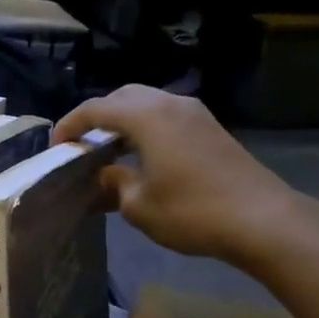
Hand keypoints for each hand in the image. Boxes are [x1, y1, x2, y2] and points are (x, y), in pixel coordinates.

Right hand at [52, 86, 305, 263]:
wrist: (262, 220)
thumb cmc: (192, 211)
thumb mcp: (138, 205)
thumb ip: (114, 183)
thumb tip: (106, 174)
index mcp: (147, 116)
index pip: (96, 109)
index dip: (70, 125)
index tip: (56, 147)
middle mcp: (171, 104)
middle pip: (123, 97)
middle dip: (98, 117)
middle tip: (82, 145)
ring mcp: (196, 114)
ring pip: (148, 104)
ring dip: (124, 122)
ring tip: (108, 152)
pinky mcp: (211, 129)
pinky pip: (167, 117)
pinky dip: (146, 129)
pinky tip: (141, 157)